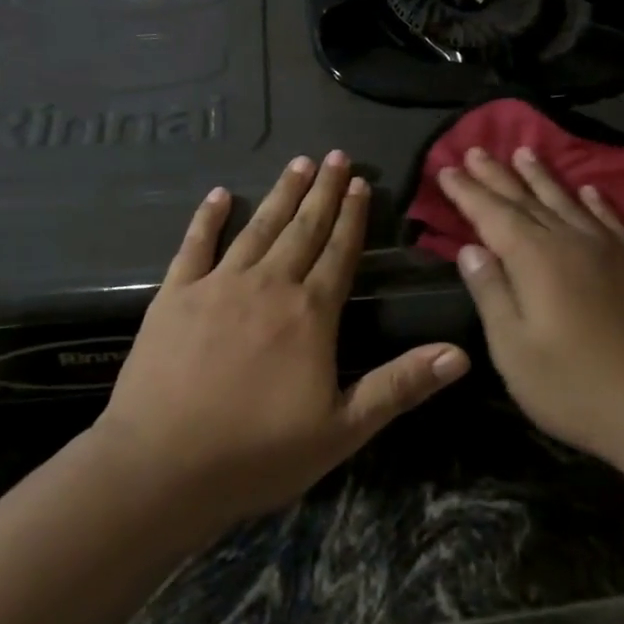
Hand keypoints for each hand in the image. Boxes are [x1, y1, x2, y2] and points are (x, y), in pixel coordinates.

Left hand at [95, 152, 469, 533]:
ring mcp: (219, 284)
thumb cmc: (258, 452)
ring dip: (281, 194)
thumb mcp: (343, 429)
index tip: (361, 182)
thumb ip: (400, 385)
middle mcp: (269, 284)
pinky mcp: (176, 294)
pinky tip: (219, 195)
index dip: (353, 216)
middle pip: (304, 228)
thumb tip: (460, 354)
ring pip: (258, 227)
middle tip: (336, 156)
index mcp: (310, 312)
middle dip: (323, 191)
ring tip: (299, 163)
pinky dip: (208, 218)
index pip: (340, 251)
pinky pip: (195, 245)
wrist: (162, 467)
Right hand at [438, 146, 623, 477]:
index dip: (467, 191)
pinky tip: (589, 191)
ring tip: (525, 152)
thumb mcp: (515, 351)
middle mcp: (571, 241)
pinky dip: (595, 202)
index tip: (446, 168)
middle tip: (476, 149)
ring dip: (542, 177)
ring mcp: (610, 251)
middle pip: (527, 200)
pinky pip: (611, 220)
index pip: (492, 214)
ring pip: (568, 201)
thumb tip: (471, 249)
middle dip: (497, 175)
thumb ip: (492, 294)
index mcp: (535, 259)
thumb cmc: (578, 387)